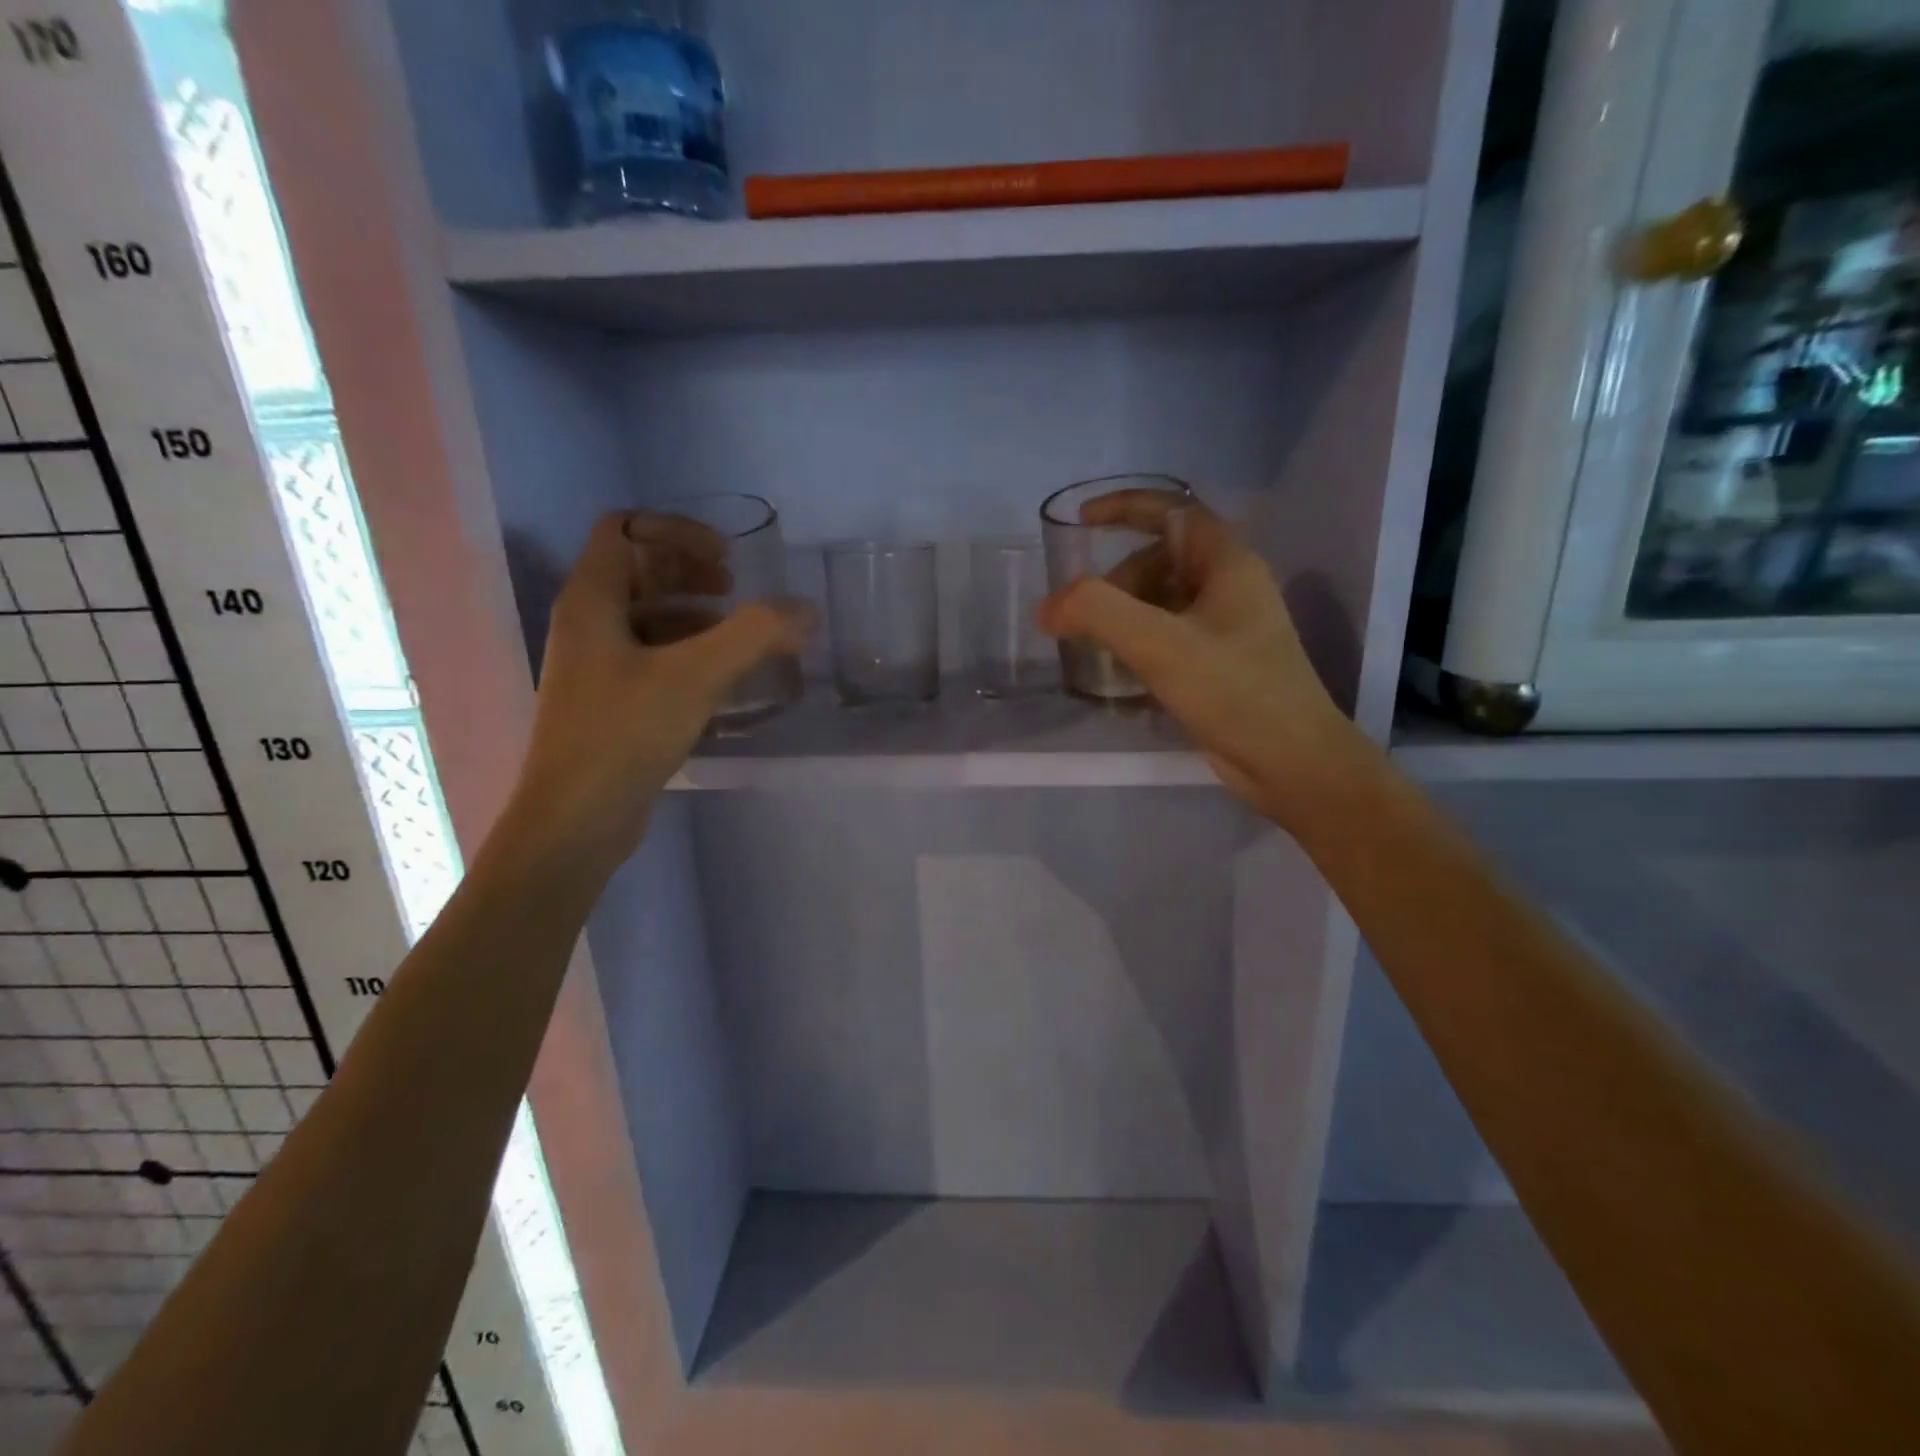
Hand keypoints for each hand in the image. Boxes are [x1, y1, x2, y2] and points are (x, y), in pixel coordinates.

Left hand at [505, 511, 810, 873]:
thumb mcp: (695, 676)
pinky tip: (725, 682)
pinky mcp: (613, 704)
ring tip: (742, 639)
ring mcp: (598, 667)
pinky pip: (655, 660)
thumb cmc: (624, 734)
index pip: (625, 530)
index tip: (727, 561)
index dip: (677, 532)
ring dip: (697, 616)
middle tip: (736, 591)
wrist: (576, 821)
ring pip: (649, 619)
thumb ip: (754, 635)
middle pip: (638, 571)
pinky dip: (692, 656)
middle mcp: (588, 625)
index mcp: (591, 601)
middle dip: (690, 572)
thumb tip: (805, 610)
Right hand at [1036, 490, 1366, 831]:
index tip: (1080, 522)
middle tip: (1082, 618)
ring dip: (1122, 617)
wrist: (1293, 763)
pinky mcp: (1218, 666)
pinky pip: (1167, 638)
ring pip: (1161, 603)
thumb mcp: (1161, 645)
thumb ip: (1098, 613)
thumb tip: (1047, 607)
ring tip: (1092, 648)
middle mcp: (1229, 588)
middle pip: (1159, 561)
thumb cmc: (1235, 692)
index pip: (1173, 510)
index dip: (1124, 507)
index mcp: (1227, 563)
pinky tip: (1117, 677)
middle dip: (1114, 582)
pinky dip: (1137, 647)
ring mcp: (1225, 629)